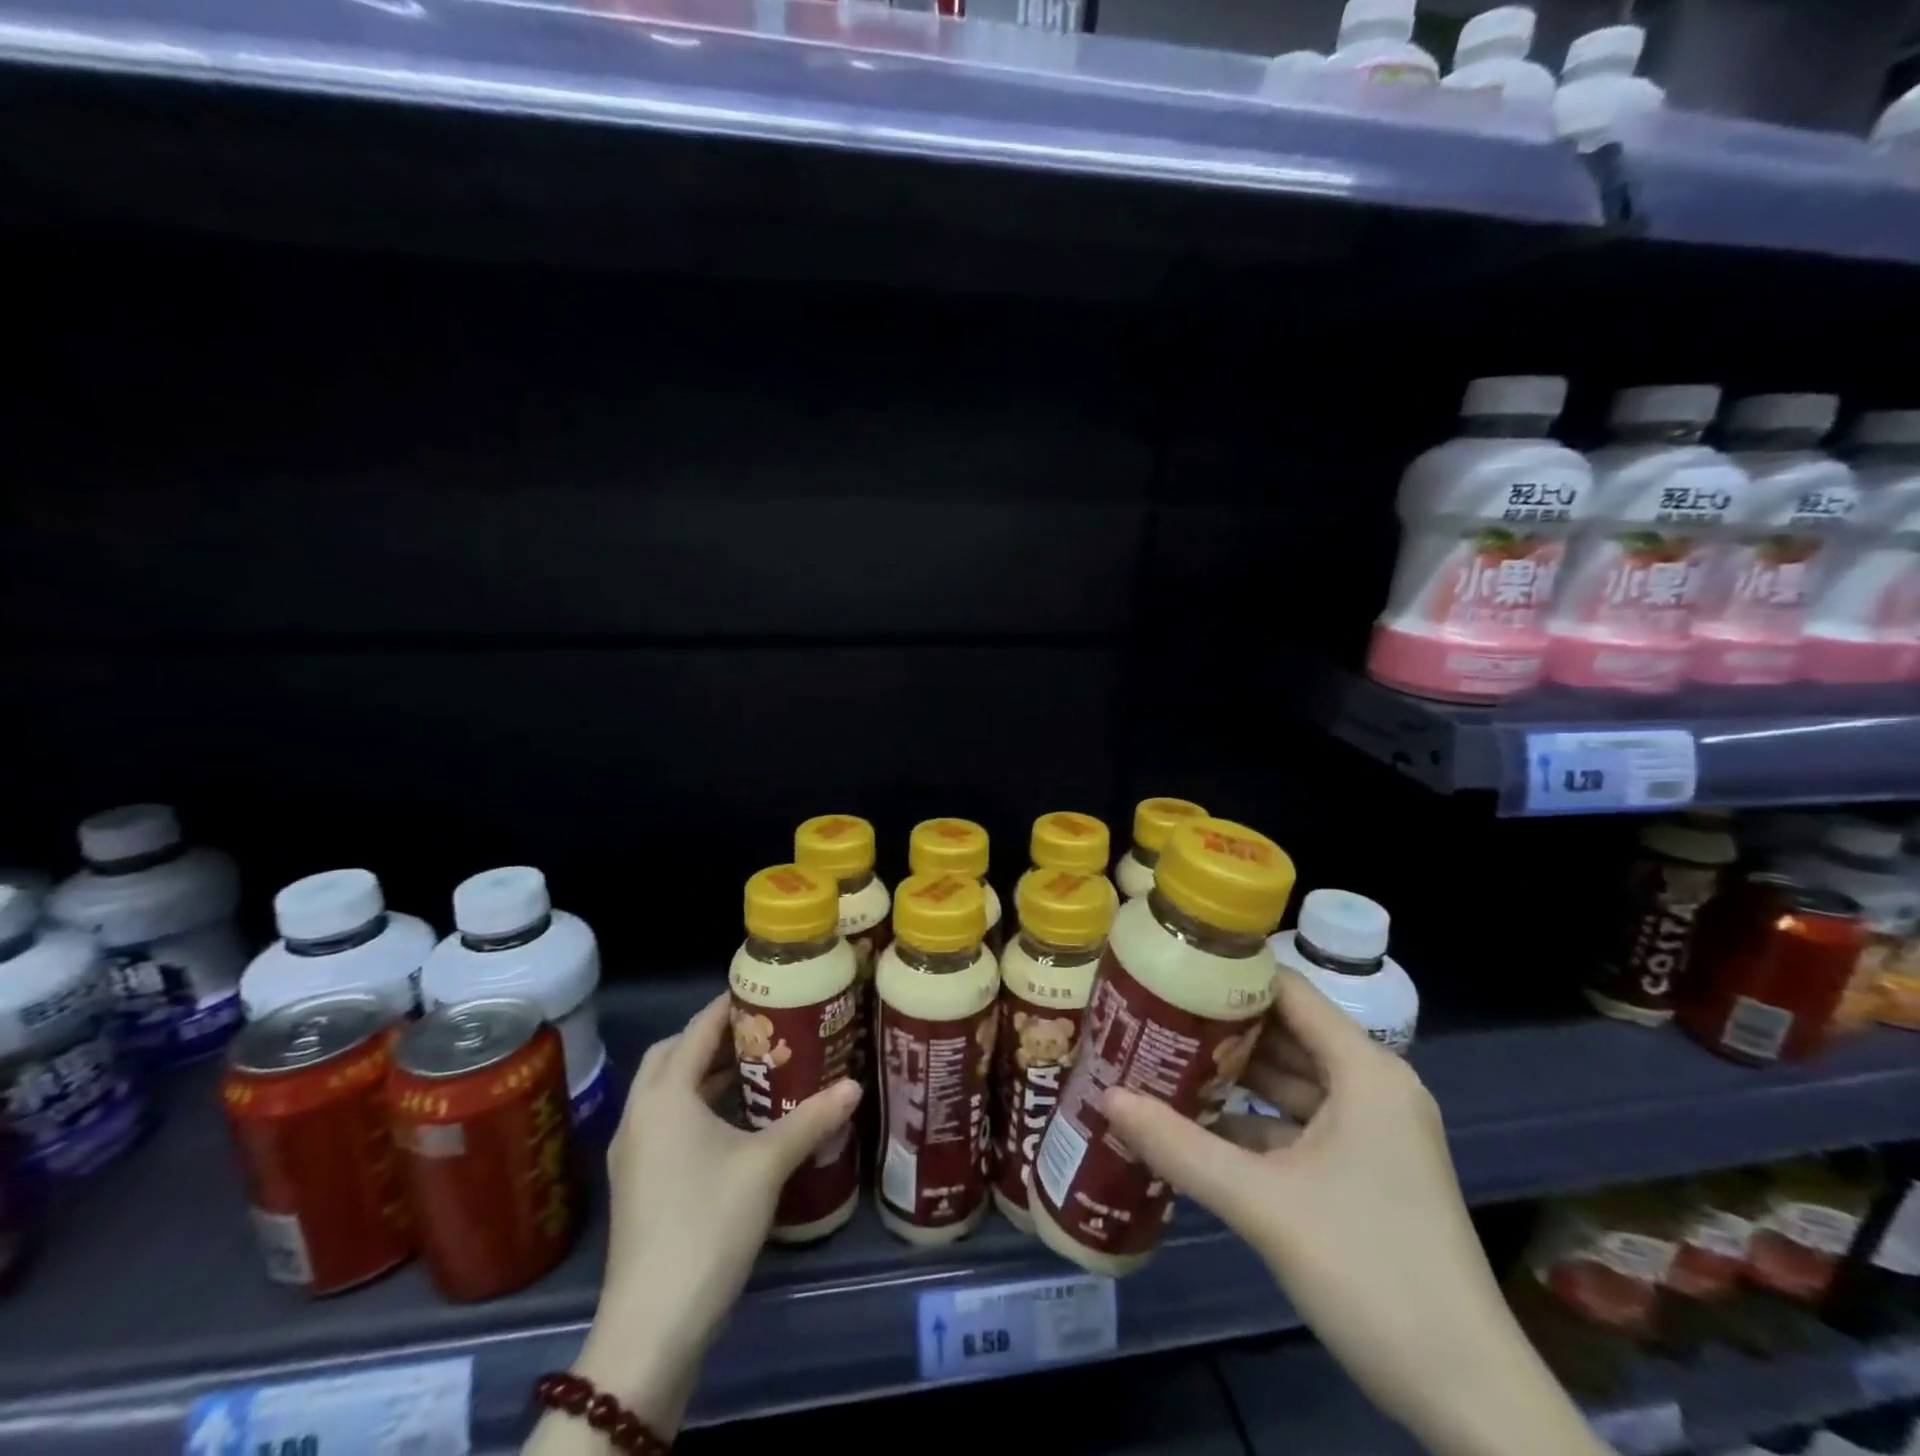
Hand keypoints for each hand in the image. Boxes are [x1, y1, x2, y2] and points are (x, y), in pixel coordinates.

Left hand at [540, 993, 859, 1445]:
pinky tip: (735, 1124)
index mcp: (665, 1095)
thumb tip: (855, 1084)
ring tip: (757, 1071)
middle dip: (714, 1037)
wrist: (652, 1324)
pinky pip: (666, 1121)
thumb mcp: (767, 1164)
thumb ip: (811, 1119)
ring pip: (668, 1091)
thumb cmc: (708, 1223)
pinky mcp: (637, 1182)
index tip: (767, 989)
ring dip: (705, 1074)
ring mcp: (634, 1151)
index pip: (698, 1028)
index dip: (730, 1005)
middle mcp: (641, 1113)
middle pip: (674, 1054)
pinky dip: (696, 1107)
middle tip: (762, 1031)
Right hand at [1103, 969, 1608, 1455]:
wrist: (1469, 1399)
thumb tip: (1106, 1098)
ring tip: (1160, 1059)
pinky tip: (1196, 1124)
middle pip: (1285, 1033)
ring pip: (1289, 1081)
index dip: (1229, 975)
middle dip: (1219, 1027)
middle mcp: (1371, 1087)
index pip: (1288, 991)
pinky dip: (1251, 1120)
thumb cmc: (1372, 1273)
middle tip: (1149, 1014)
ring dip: (1231, 1075)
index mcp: (1365, 1071)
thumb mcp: (1264, 1204)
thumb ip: (1181, 1147)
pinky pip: (1297, 1124)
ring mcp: (1370, 1132)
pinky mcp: (1364, 1172)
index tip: (1168, 968)